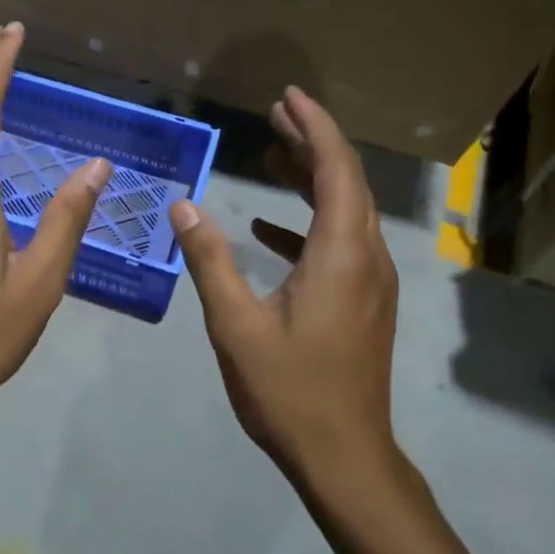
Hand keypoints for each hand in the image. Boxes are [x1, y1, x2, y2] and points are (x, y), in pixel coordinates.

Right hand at [169, 86, 400, 488]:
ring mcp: (370, 282)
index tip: (287, 97)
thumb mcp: (236, 324)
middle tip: (273, 117)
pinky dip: (307, 225)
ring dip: (311, 180)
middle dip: (311, 144)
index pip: (336, 169)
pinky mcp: (363, 302)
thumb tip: (184, 207)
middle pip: (346, 182)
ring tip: (270, 158)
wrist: (345, 456)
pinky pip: (339, 244)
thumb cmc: (289, 390)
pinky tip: (268, 230)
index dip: (314, 126)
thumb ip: (209, 260)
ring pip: (345, 211)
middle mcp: (366, 258)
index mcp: (341, 254)